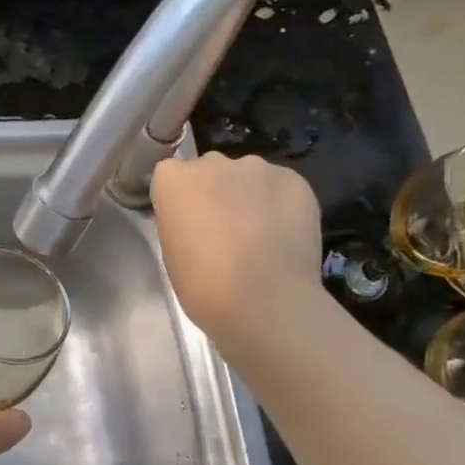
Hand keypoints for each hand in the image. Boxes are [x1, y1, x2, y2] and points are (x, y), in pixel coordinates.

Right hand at [150, 153, 322, 341]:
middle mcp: (212, 162)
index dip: (180, 200)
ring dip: (248, 195)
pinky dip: (279, 203)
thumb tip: (199, 219)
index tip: (186, 223)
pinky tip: (283, 233)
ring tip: (259, 233)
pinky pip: (279, 186)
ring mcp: (256, 167)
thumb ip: (181, 221)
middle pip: (209, 171)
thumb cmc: (203, 285)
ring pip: (247, 176)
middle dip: (213, 192)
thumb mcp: (172, 252)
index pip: (170, 176)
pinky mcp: (294, 179)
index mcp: (173, 179)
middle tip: (222, 228)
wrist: (265, 301)